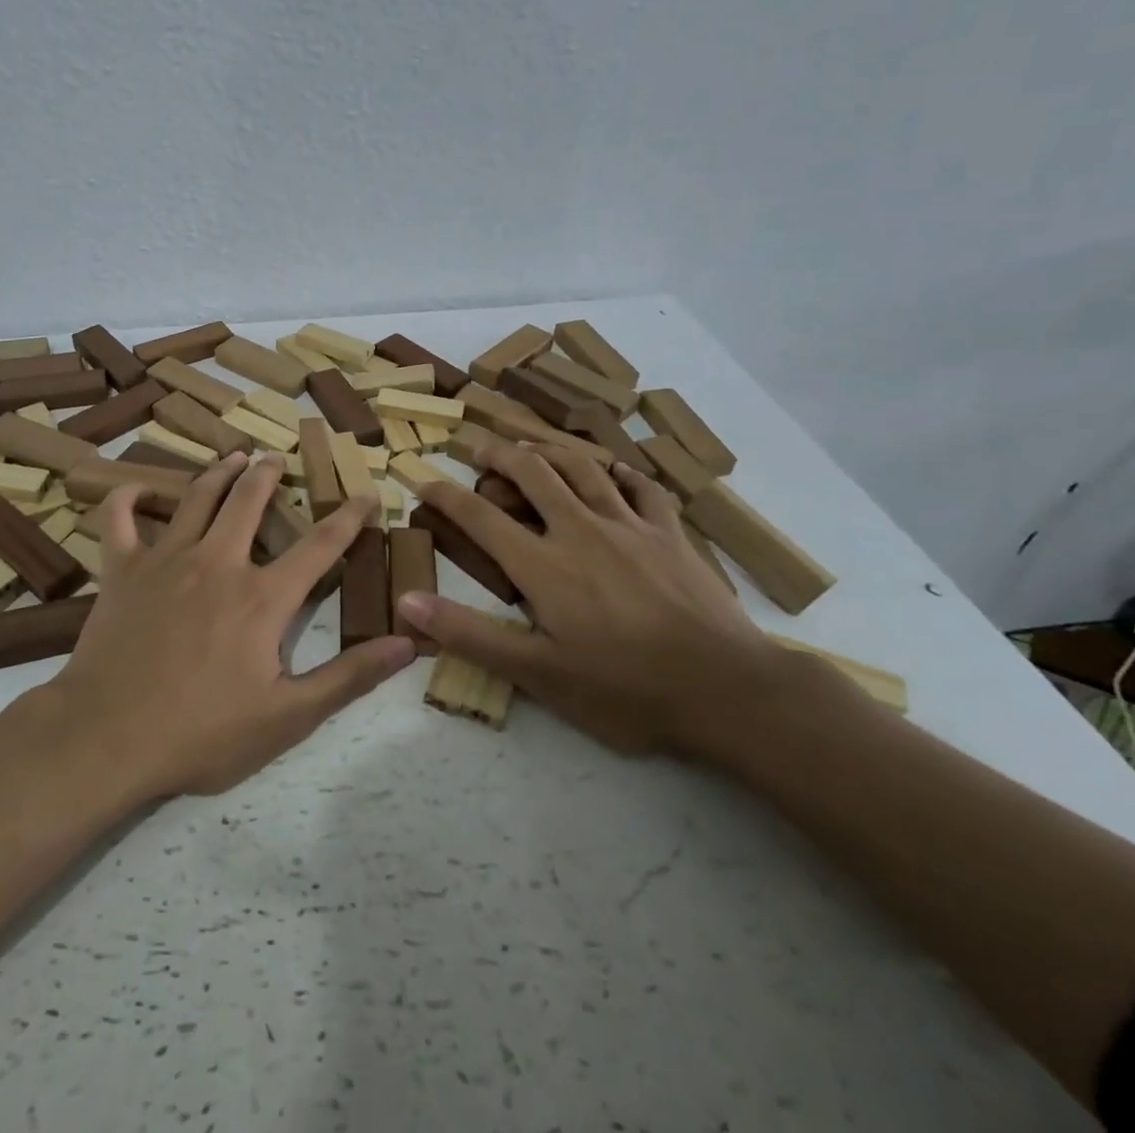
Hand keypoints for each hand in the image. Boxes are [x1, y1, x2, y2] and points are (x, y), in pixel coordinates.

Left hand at [47, 452, 415, 797]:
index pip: (319, 546)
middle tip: (276, 458)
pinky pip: (119, 517)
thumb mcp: (288, 717)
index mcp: (261, 596)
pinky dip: (127, 497)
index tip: (366, 494)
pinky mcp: (122, 568)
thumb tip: (407, 643)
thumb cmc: (202, 733)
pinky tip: (137, 489)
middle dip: (269, 475)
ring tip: (233, 457)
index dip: (348, 518)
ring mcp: (165, 559)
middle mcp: (217, 562)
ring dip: (218, 473)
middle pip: (249, 502)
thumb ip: (348, 676)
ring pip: (196, 498)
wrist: (108, 737)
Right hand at [398, 441, 782, 755]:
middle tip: (477, 446)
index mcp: (543, 564)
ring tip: (531, 444)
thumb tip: (407, 602)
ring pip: (583, 467)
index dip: (445, 495)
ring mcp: (630, 526)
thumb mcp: (538, 673)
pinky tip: (614, 471)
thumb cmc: (625, 688)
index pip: (480, 516)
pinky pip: (642, 488)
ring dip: (550, 449)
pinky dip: (621, 472)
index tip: (422, 480)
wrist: (727, 690)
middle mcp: (580, 529)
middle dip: (497, 453)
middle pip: (532, 472)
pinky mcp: (670, 534)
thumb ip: (469, 634)